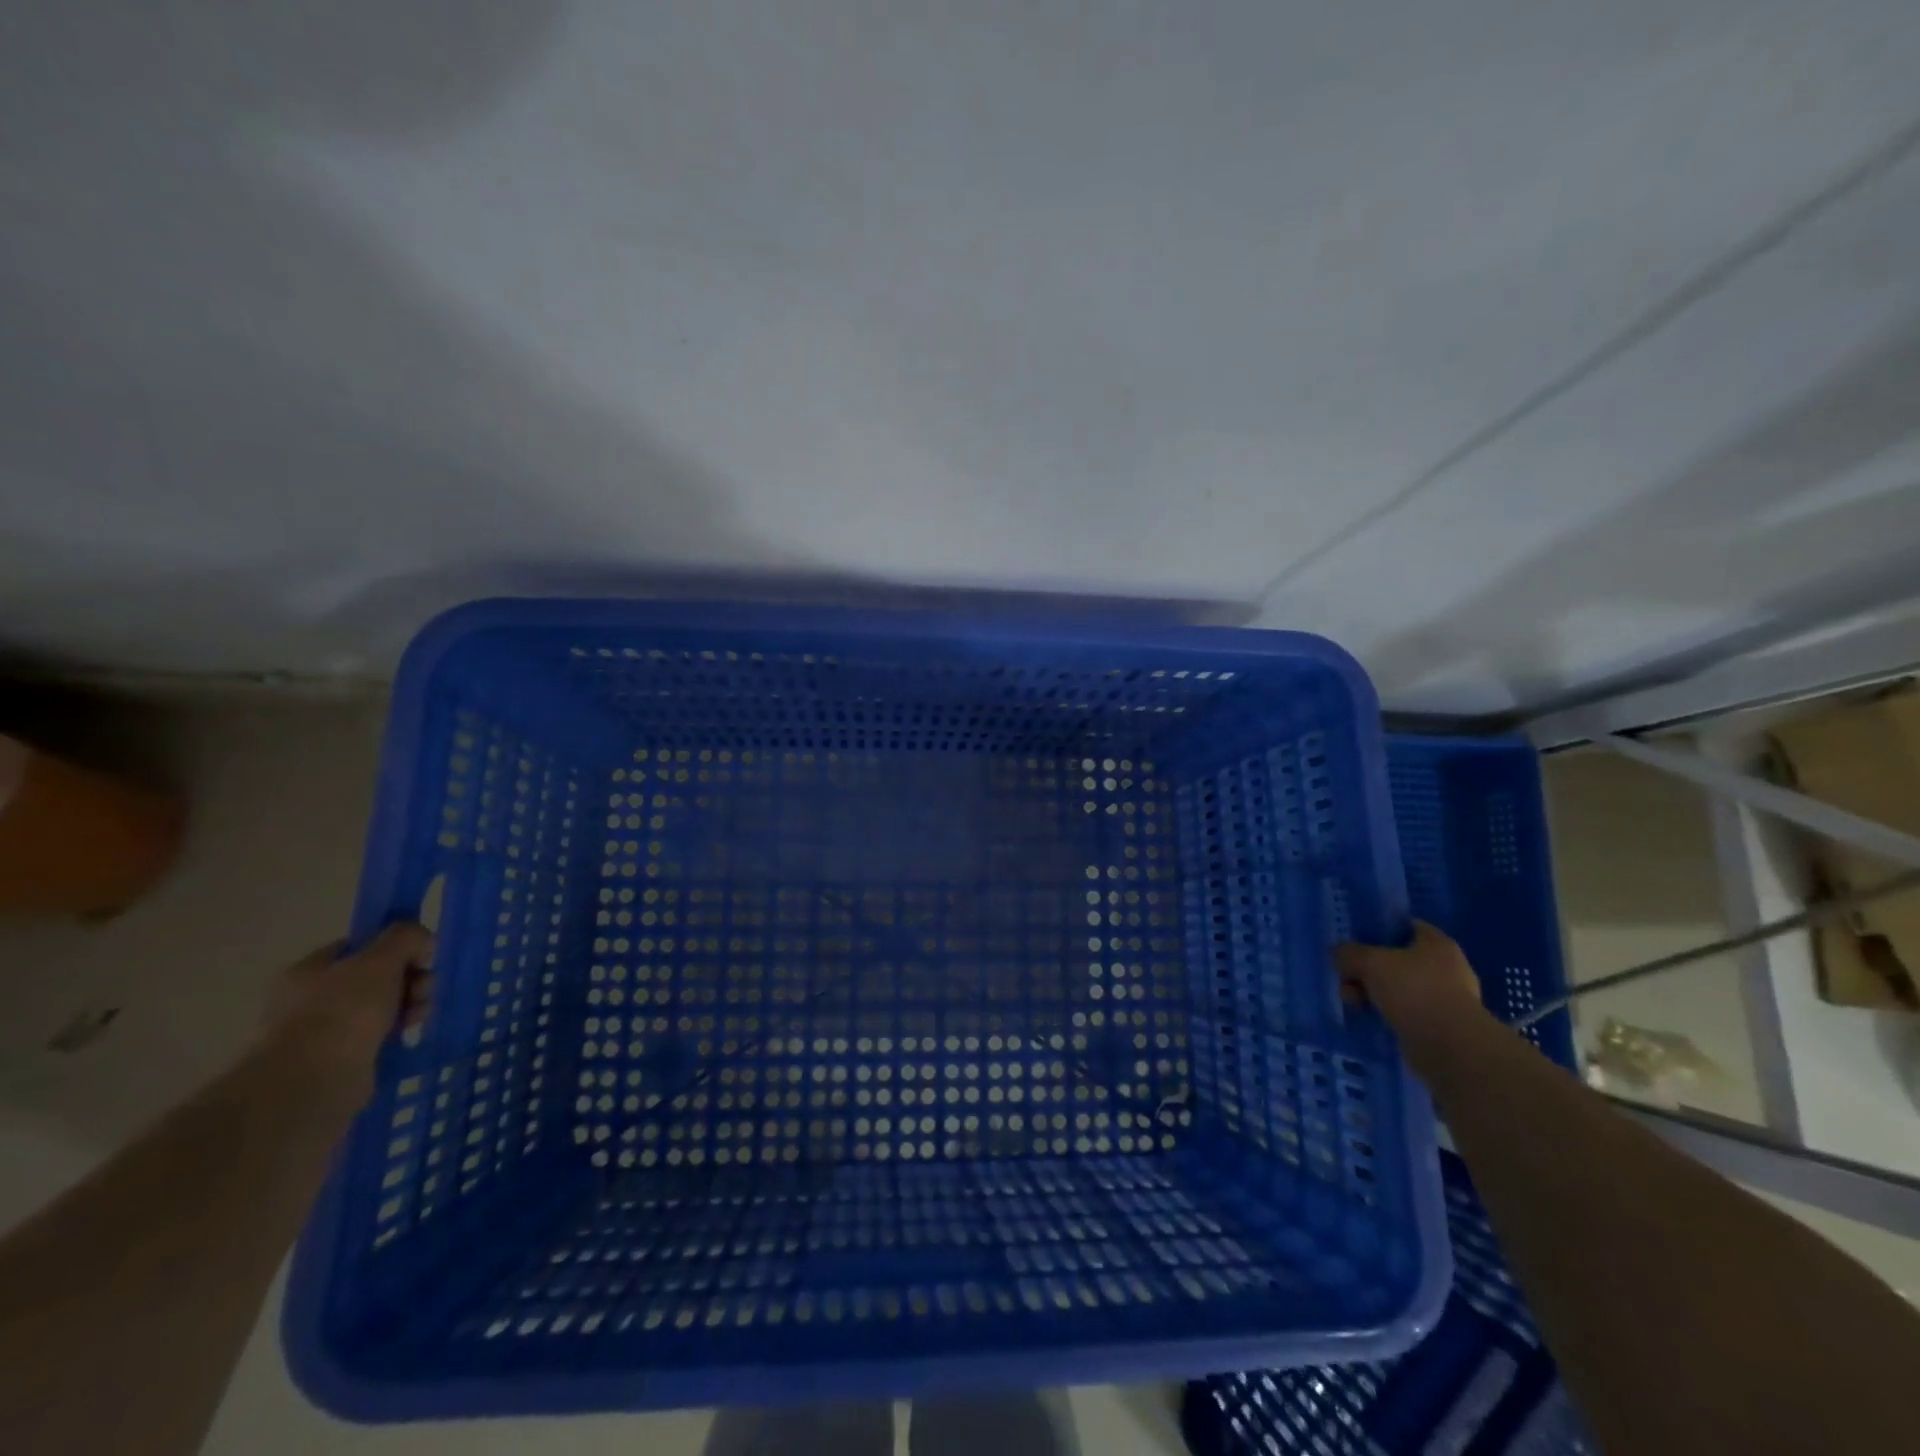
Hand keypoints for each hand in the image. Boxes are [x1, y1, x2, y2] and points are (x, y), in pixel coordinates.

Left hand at [256, 924, 433, 1105]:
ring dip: (409, 1005)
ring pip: (382, 1006)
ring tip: (420, 1017)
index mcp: (310, 970)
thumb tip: (422, 941)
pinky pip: (379, 1035)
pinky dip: (398, 1032)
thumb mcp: (381, 959)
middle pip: (377, 976)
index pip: (361, 946)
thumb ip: (405, 937)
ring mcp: (325, 1031)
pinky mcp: (341, 1059)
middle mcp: (312, 998)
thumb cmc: (343, 1011)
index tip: (422, 957)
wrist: (314, 1082)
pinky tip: (409, 1034)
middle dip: (410, 979)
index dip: (395, 948)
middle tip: (424, 990)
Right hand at [1336, 921, 1488, 1048]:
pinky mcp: (1440, 1026)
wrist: (1450, 1046)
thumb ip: (1349, 952)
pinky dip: (1386, 1015)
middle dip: (1367, 969)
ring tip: (1353, 1003)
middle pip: (1396, 960)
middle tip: (1346, 978)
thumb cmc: (1413, 990)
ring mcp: (1445, 998)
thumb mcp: (1370, 962)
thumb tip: (1338, 952)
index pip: (1404, 926)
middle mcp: (1446, 968)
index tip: (1353, 940)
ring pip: (1397, 988)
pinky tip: (1368, 1018)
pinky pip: (1404, 1013)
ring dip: (1372, 993)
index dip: (1377, 930)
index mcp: (1437, 944)